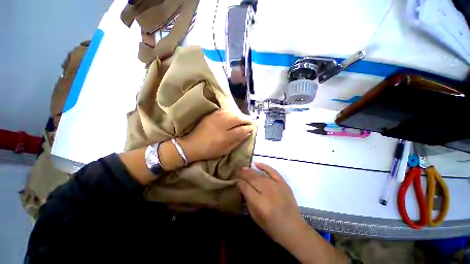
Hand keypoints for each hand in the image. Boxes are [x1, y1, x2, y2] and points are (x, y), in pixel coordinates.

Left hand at [179, 110, 254, 162]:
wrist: (192, 145)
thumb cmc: (210, 150)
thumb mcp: (225, 150)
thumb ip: (237, 141)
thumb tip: (247, 133)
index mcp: (226, 136)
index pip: (242, 129)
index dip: (249, 128)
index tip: (253, 128)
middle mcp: (222, 124)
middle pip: (239, 118)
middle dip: (247, 120)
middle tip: (251, 122)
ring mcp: (217, 117)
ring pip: (233, 113)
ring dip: (241, 115)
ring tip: (245, 119)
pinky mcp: (212, 114)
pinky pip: (226, 110)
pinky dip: (233, 112)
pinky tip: (235, 115)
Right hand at [237, 163, 304, 246]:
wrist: (293, 228)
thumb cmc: (271, 226)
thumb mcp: (255, 216)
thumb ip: (247, 200)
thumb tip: (242, 187)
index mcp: (259, 203)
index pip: (245, 187)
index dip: (239, 182)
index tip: (236, 180)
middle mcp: (267, 191)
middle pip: (252, 178)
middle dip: (243, 174)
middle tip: (237, 171)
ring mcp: (276, 186)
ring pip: (260, 175)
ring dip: (250, 171)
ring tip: (244, 168)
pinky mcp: (283, 183)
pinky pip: (272, 171)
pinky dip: (264, 167)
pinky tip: (257, 164)